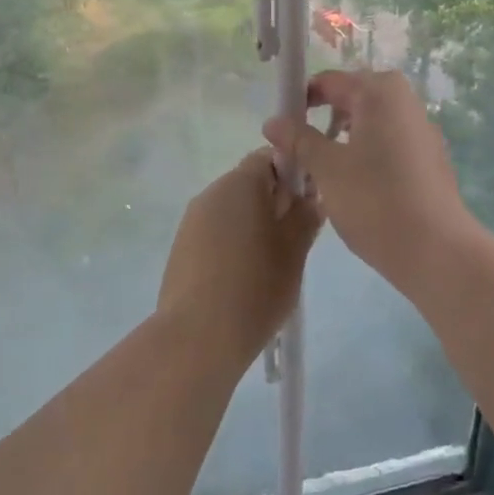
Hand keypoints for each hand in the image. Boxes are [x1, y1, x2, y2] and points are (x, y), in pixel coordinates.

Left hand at [157, 149, 321, 369]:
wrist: (197, 338)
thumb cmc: (255, 287)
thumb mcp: (294, 251)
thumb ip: (305, 217)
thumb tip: (311, 198)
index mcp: (240, 183)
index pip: (270, 157)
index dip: (293, 173)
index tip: (308, 204)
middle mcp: (211, 193)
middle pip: (250, 183)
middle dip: (275, 202)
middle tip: (297, 237)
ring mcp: (192, 221)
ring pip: (233, 209)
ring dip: (255, 224)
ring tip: (273, 261)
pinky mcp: (182, 248)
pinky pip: (216, 231)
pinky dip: (234, 242)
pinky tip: (245, 276)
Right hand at [262, 70, 484, 287]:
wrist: (436, 251)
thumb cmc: (374, 200)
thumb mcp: (327, 168)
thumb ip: (298, 139)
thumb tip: (273, 121)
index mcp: (380, 92)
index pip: (329, 82)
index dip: (301, 101)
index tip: (281, 131)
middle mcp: (405, 101)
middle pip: (352, 99)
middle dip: (323, 120)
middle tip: (300, 152)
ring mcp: (422, 129)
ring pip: (371, 123)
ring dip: (344, 139)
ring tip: (323, 172)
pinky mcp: (430, 158)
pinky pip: (389, 143)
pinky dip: (367, 154)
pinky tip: (355, 187)